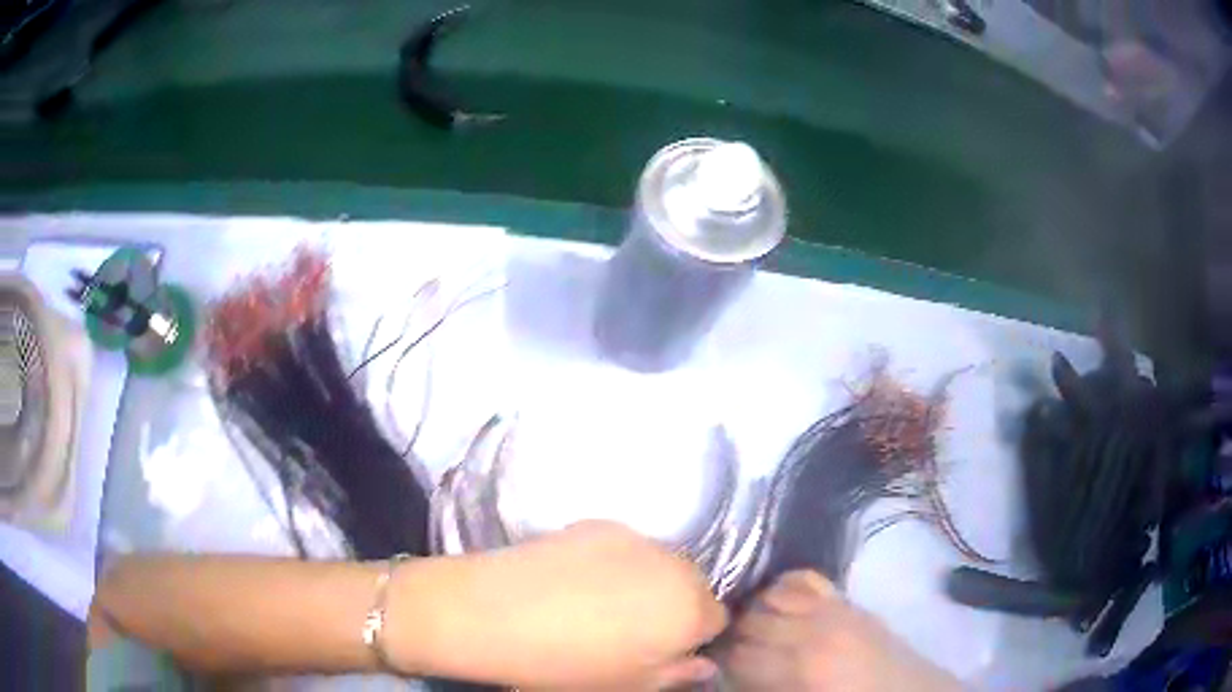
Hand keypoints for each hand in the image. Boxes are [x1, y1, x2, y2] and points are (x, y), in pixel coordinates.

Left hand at [397, 520, 727, 689]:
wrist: (493, 613)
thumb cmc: (567, 665)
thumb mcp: (628, 686)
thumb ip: (677, 674)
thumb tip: (703, 665)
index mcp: (690, 611)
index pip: (717, 619)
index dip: (692, 638)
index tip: (663, 650)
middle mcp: (676, 565)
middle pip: (694, 585)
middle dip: (675, 606)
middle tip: (633, 629)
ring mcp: (636, 539)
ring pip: (661, 563)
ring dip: (648, 581)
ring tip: (603, 603)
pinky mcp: (599, 523)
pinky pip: (627, 548)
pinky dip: (617, 563)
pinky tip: (577, 582)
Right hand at [720, 571, 960, 691]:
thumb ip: (763, 688)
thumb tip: (731, 675)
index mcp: (798, 668)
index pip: (737, 654)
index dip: (720, 660)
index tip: (713, 664)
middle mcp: (812, 631)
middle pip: (750, 621)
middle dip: (732, 636)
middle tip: (727, 650)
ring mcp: (833, 610)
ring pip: (773, 595)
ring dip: (755, 611)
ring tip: (751, 629)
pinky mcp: (848, 601)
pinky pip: (807, 579)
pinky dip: (785, 586)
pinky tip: (779, 602)